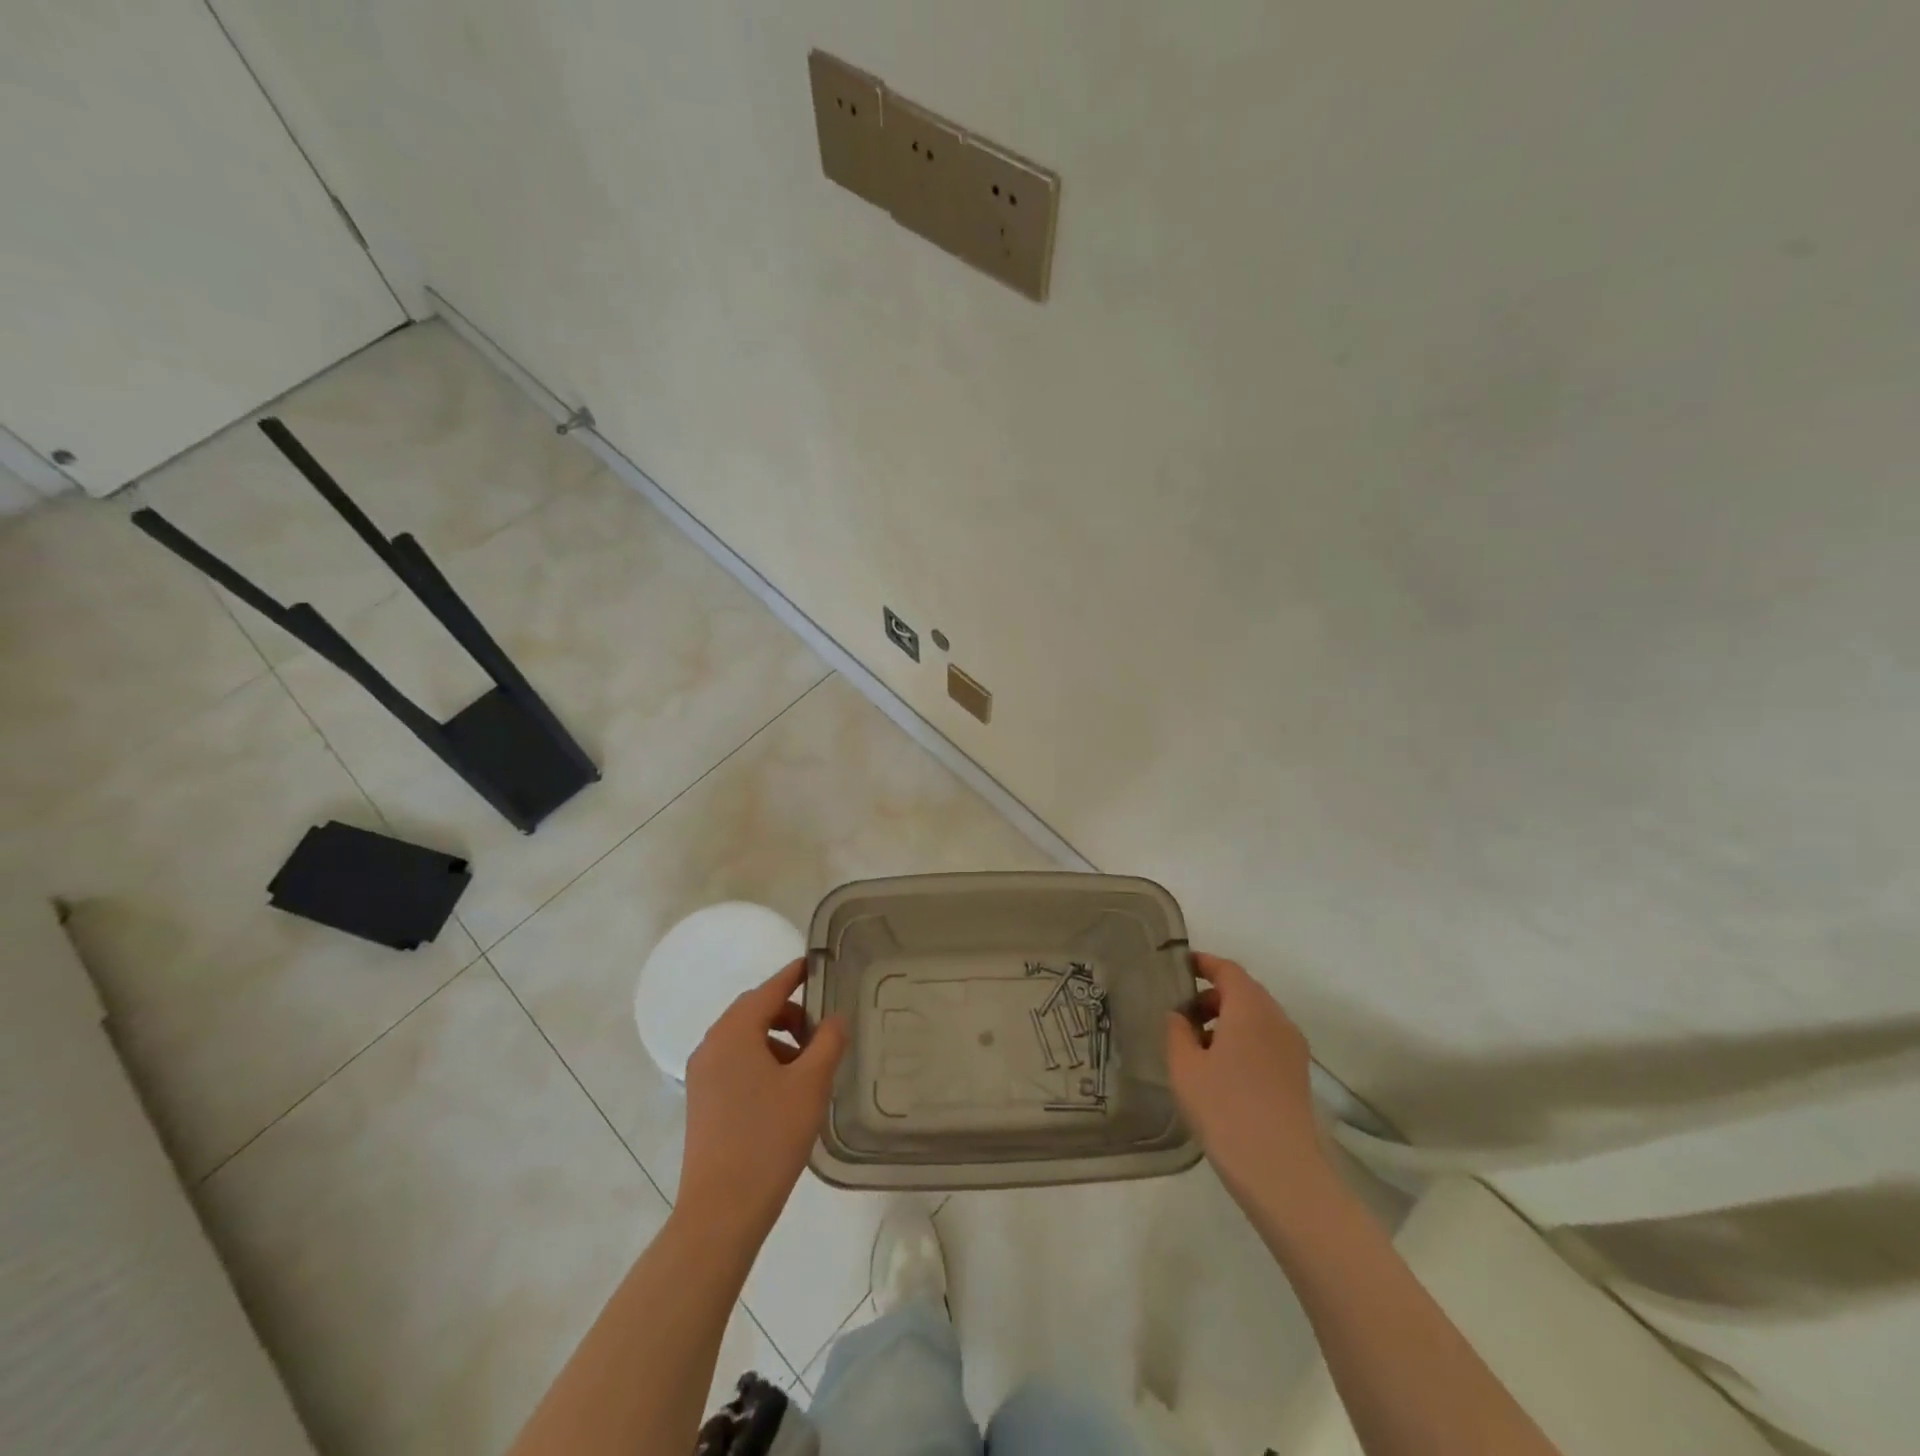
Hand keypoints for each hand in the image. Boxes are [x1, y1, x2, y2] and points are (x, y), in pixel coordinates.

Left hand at [680, 959, 847, 1246]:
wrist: (721, 1210)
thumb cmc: (769, 1138)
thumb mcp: (810, 1085)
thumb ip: (827, 1042)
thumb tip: (834, 1018)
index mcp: (734, 1033)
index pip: (769, 989)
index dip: (794, 975)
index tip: (815, 965)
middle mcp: (712, 1045)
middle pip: (753, 1011)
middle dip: (787, 1012)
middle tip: (820, 1029)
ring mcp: (702, 1075)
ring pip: (744, 1038)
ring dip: (775, 1039)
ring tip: (807, 1066)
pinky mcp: (702, 1100)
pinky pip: (734, 1061)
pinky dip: (761, 1060)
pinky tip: (784, 1090)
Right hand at [1166, 953, 1328, 1206]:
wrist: (1281, 1171)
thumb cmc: (1225, 1108)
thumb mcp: (1184, 1067)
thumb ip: (1177, 1031)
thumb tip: (1179, 1016)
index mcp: (1250, 1008)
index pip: (1227, 970)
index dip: (1204, 964)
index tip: (1180, 966)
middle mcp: (1277, 1020)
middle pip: (1244, 992)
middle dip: (1212, 996)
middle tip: (1182, 1013)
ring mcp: (1292, 1049)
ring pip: (1256, 1019)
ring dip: (1228, 1020)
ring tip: (1197, 1046)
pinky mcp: (1297, 1076)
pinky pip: (1266, 1041)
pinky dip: (1243, 1041)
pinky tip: (1221, 1070)